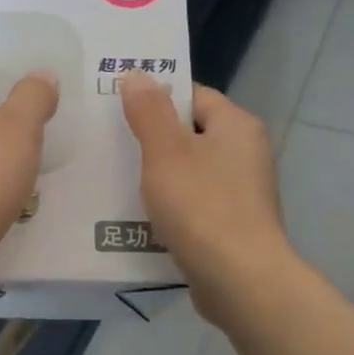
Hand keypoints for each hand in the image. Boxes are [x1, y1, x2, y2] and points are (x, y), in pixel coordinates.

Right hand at [120, 76, 292, 322]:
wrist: (239, 280)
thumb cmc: (202, 206)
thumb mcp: (166, 152)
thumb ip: (149, 111)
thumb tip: (137, 74)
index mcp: (236, 126)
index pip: (193, 95)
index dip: (156, 97)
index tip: (117, 107)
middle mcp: (245, 153)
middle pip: (190, 134)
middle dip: (151, 139)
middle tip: (108, 142)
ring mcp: (241, 192)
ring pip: (189, 172)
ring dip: (157, 176)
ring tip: (113, 178)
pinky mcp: (232, 226)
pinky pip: (193, 204)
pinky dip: (170, 206)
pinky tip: (138, 216)